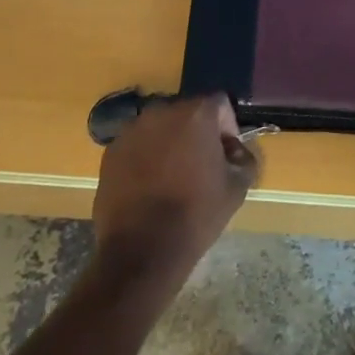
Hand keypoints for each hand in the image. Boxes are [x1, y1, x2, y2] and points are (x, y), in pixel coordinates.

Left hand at [91, 94, 256, 287]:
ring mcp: (132, 130)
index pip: (220, 104)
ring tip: (173, 177)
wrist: (141, 250)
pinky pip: (137, 145)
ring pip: (160, 128)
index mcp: (196, 114)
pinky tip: (149, 186)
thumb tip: (235, 151)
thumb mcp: (237, 188)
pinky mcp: (111, 152)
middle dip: (198, 133)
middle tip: (202, 164)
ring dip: (170, 143)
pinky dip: (146, 157)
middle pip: (187, 113)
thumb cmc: (196, 214)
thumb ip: (244, 158)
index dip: (228, 126)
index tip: (228, 154)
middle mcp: (161, 111)